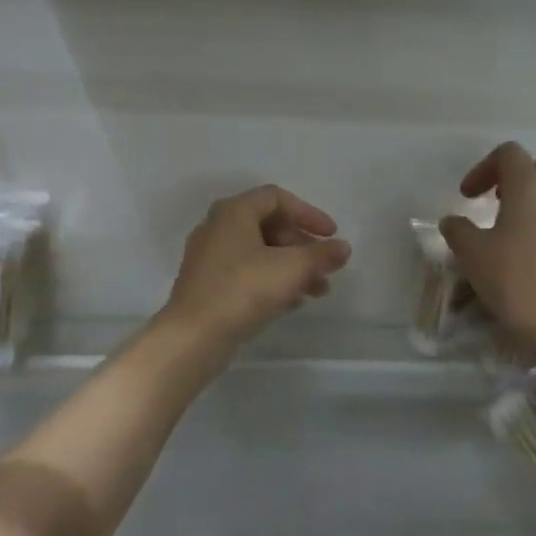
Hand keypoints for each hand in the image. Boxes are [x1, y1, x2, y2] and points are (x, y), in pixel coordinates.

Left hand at [162, 186, 352, 346]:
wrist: (193, 337)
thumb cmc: (243, 290)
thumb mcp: (292, 269)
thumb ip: (321, 255)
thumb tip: (343, 247)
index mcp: (233, 212)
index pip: (277, 198)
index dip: (308, 213)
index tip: (331, 236)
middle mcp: (217, 227)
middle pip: (269, 226)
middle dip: (302, 247)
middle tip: (325, 268)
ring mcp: (208, 257)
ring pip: (259, 252)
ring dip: (291, 267)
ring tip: (318, 292)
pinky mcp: (206, 284)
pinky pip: (246, 272)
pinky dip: (271, 281)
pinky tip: (291, 303)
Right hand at [439, 143, 535, 363]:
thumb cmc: (520, 284)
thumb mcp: (473, 257)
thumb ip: (459, 232)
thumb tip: (453, 221)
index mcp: (532, 187)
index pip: (509, 153)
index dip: (485, 168)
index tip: (469, 197)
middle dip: (535, 171)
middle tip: (512, 199)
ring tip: (528, 238)